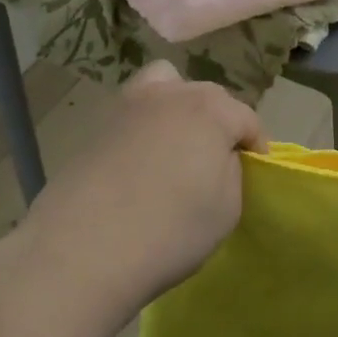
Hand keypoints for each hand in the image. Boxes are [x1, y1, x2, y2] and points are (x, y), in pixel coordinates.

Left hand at [16, 62, 266, 319]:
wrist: (82, 249)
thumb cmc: (169, 230)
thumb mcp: (226, 208)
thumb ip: (231, 172)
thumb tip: (219, 159)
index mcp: (210, 109)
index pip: (246, 117)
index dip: (256, 144)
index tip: (255, 169)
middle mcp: (171, 93)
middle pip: (208, 97)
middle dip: (219, 122)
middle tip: (217, 161)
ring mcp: (129, 105)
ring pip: (165, 87)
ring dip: (178, 107)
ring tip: (176, 146)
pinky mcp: (98, 125)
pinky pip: (134, 113)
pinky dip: (144, 126)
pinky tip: (140, 162)